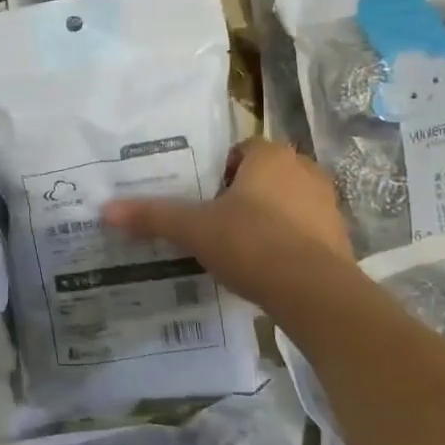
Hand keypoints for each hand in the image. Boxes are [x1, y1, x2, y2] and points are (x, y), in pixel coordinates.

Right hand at [104, 139, 352, 306]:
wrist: (315, 294)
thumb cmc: (252, 243)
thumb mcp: (193, 229)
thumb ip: (153, 216)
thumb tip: (105, 209)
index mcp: (271, 157)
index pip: (240, 150)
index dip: (217, 170)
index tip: (199, 195)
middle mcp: (304, 172)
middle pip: (263, 176)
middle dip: (240, 194)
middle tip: (212, 219)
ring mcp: (327, 206)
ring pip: (285, 204)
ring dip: (264, 219)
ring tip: (235, 246)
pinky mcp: (338, 241)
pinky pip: (303, 233)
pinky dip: (284, 244)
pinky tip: (263, 268)